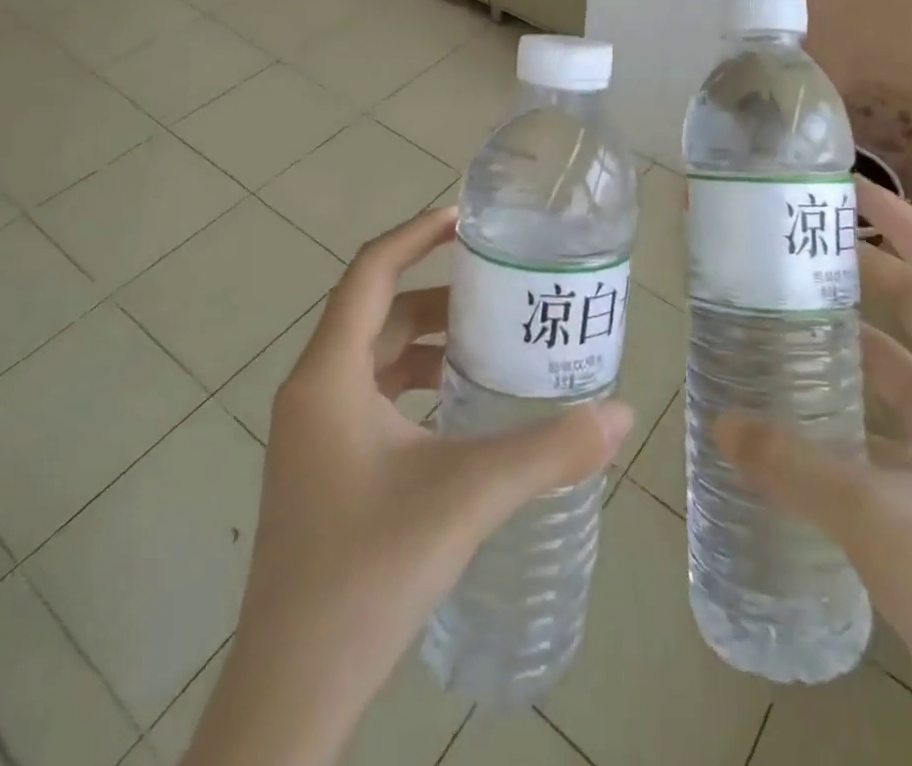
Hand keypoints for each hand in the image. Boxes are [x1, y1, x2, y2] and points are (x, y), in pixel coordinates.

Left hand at [182, 206, 633, 765]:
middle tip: (501, 286)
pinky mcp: (324, 466)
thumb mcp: (466, 498)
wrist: (291, 691)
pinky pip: (374, 395)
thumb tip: (620, 412)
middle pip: (377, 312)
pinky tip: (462, 407)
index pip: (370, 272)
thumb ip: (547, 452)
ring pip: (375, 356)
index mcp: (329, 376)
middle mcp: (313, 391)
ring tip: (492, 341)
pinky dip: (417, 382)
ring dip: (429, 340)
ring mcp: (314, 432)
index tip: (469, 220)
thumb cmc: (367, 572)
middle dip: (439, 293)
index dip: (417, 235)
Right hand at [715, 181, 911, 765]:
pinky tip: (802, 390)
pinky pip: (892, 408)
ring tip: (787, 304)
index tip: (850, 188)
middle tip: (797, 244)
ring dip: (853, 330)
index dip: (903, 225)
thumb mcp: (876, 518)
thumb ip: (793, 465)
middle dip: (865, 269)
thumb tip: (721, 425)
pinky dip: (851, 389)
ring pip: (903, 359)